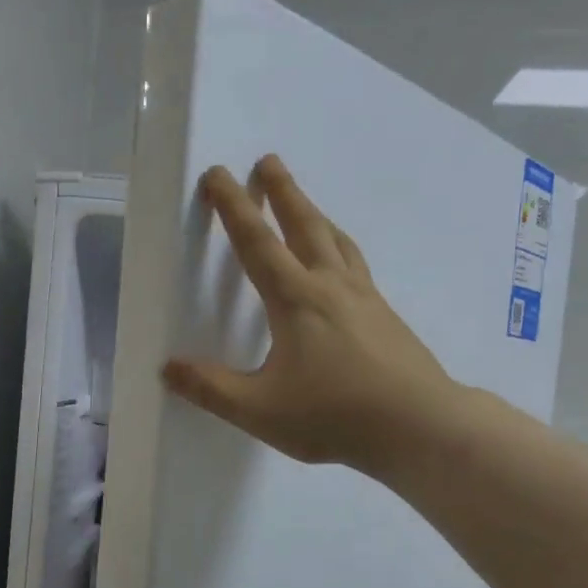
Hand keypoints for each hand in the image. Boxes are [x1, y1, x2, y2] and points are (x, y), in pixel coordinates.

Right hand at [164, 154, 454, 475]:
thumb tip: (168, 367)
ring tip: (305, 204)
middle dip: (283, 192)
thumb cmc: (333, 416)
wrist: (418, 426)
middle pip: (304, 225)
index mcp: (296, 300)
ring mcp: (365, 298)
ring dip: (316, 215)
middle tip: (269, 161)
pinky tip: (343, 266)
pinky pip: (357, 265)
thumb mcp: (260, 410)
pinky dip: (341, 247)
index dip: (234, 207)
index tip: (219, 174)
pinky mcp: (387, 316)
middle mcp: (331, 286)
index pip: (257, 243)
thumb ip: (212, 389)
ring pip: (337, 241)